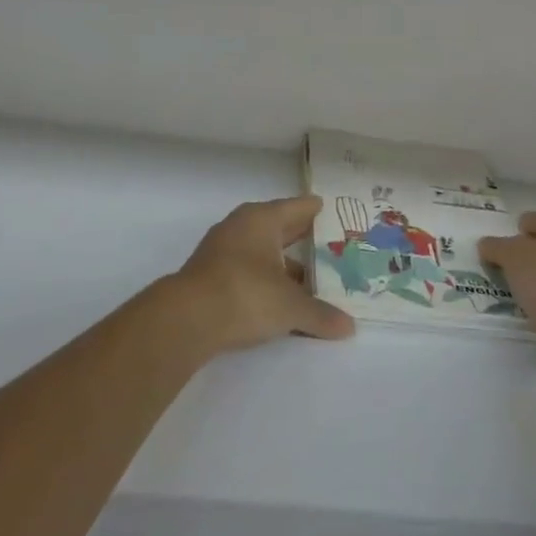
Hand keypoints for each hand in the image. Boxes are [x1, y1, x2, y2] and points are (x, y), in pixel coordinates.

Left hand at [164, 196, 354, 356]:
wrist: (186, 319)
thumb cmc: (245, 295)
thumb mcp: (291, 307)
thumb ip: (321, 315)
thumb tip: (349, 327)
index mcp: (263, 219)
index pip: (298, 207)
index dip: (317, 211)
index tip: (334, 212)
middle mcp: (241, 227)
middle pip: (280, 228)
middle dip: (303, 239)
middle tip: (333, 245)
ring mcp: (222, 251)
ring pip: (263, 252)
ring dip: (284, 265)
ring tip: (312, 279)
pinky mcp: (210, 275)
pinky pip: (248, 271)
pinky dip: (266, 281)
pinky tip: (281, 299)